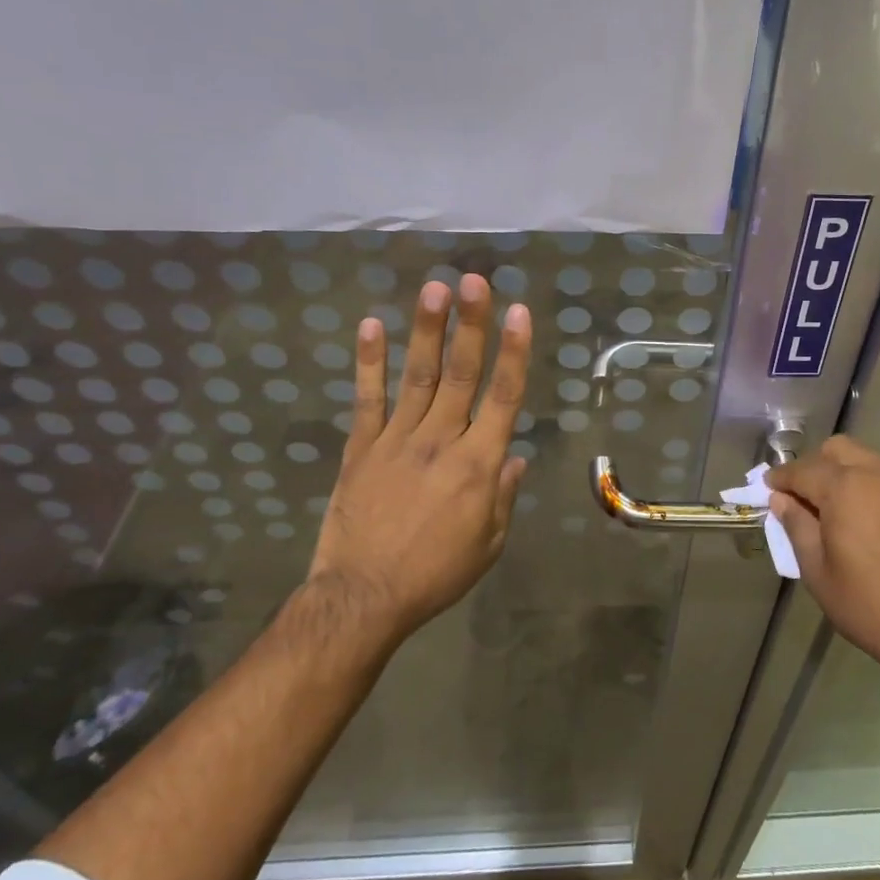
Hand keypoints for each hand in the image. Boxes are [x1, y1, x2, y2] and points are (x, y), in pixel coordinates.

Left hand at [309, 274, 530, 642]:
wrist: (364, 598)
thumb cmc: (436, 574)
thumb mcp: (488, 543)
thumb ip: (503, 495)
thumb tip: (515, 457)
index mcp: (478, 464)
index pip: (503, 397)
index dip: (514, 352)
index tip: (519, 312)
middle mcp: (441, 441)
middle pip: (461, 374)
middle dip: (471, 325)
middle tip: (475, 280)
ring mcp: (396, 441)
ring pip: (418, 377)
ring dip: (427, 331)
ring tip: (435, 289)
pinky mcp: (360, 449)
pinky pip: (366, 400)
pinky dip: (369, 363)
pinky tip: (371, 326)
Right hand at [768, 436, 879, 684]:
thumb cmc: (868, 603)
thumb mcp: (817, 570)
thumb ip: (796, 526)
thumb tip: (782, 500)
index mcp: (844, 487)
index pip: (802, 470)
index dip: (780, 478)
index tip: (767, 488)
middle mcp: (875, 474)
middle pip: (836, 450)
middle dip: (813, 466)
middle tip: (800, 498)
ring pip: (863, 458)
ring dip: (840, 471)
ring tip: (829, 507)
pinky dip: (864, 483)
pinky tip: (859, 516)